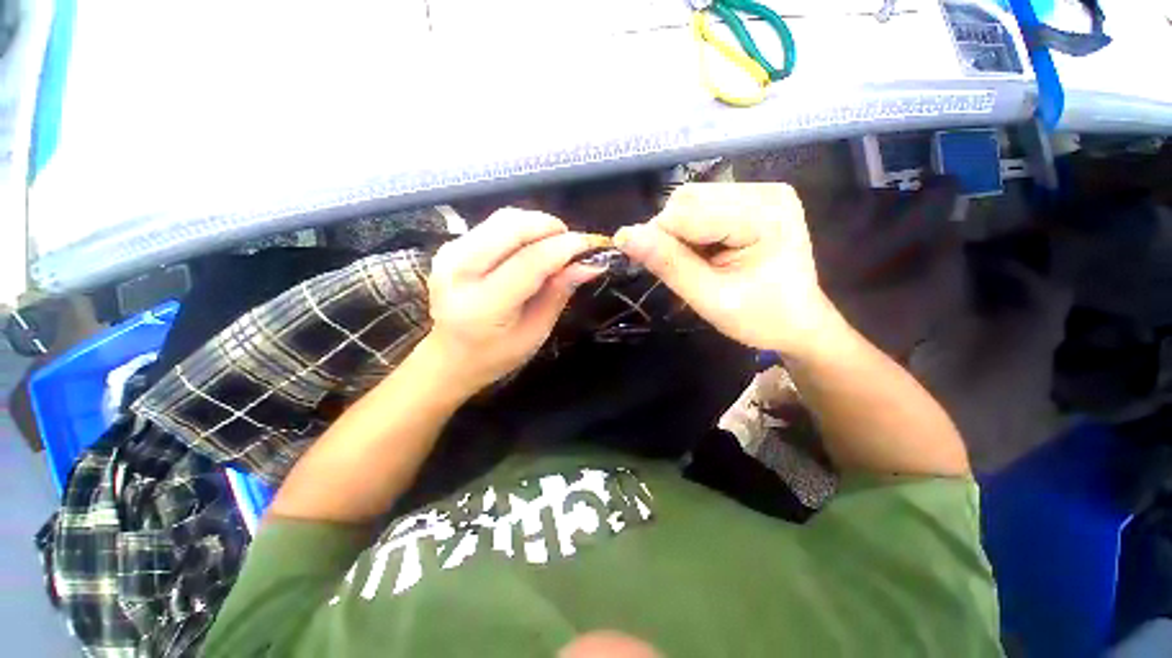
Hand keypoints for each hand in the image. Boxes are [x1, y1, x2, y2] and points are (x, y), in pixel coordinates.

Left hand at [425, 208, 602, 393]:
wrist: (449, 358)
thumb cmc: (496, 355)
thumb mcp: (535, 333)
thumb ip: (559, 294)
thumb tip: (589, 265)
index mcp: (483, 305)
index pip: (530, 261)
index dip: (565, 247)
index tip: (592, 244)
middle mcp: (459, 272)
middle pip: (513, 227)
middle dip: (551, 227)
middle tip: (573, 244)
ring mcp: (449, 254)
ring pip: (504, 219)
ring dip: (537, 225)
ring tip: (554, 246)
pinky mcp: (450, 246)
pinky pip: (494, 224)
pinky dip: (521, 229)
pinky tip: (532, 247)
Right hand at [615, 183, 839, 354]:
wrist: (797, 324)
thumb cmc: (760, 318)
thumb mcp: (710, 298)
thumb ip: (668, 265)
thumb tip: (624, 236)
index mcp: (764, 215)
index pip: (686, 212)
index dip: (659, 240)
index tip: (656, 270)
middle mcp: (765, 191)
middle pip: (688, 199)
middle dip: (671, 235)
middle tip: (680, 269)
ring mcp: (761, 192)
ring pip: (691, 200)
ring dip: (679, 233)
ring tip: (695, 263)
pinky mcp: (753, 200)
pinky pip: (702, 207)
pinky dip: (691, 231)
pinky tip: (704, 252)